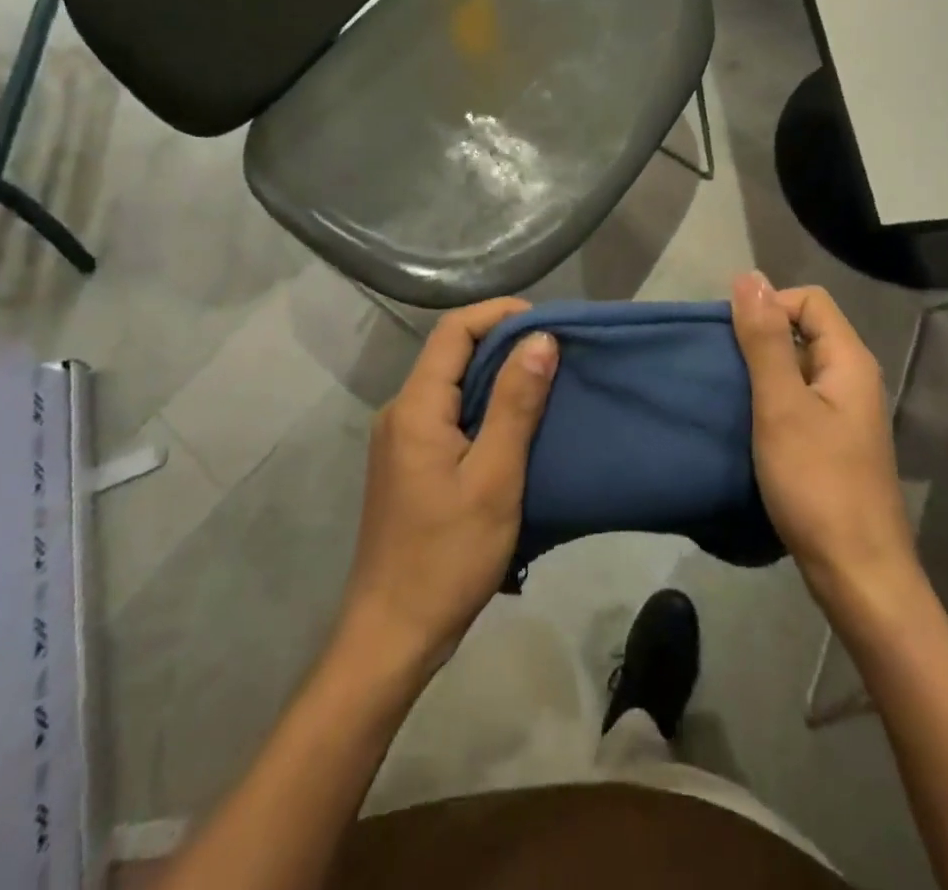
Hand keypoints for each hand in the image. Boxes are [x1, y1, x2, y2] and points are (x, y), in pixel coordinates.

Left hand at [336, 299, 558, 677]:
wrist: (392, 634)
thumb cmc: (448, 556)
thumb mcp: (495, 478)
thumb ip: (516, 404)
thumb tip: (540, 339)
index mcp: (415, 407)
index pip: (454, 330)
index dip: (499, 314)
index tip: (547, 322)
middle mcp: (400, 411)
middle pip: (450, 353)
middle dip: (502, 342)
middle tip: (555, 351)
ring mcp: (400, 439)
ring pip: (450, 384)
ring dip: (495, 375)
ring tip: (544, 381)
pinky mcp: (408, 463)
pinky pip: (447, 413)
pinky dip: (482, 406)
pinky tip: (515, 424)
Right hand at [732, 272, 922, 615]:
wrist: (857, 574)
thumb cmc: (817, 483)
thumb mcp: (781, 404)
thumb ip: (765, 340)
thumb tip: (750, 277)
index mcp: (850, 361)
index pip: (809, 300)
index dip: (769, 306)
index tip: (732, 338)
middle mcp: (854, 379)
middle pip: (804, 331)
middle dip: (760, 338)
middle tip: (722, 366)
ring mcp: (845, 414)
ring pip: (798, 368)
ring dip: (761, 372)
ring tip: (727, 392)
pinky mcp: (834, 443)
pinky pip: (798, 400)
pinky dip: (770, 401)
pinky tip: (746, 423)